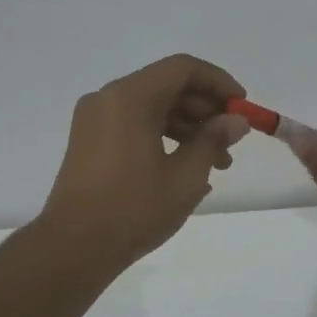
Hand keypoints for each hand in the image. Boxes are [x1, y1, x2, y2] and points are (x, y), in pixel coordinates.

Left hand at [38, 54, 248, 274]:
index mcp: (130, 97)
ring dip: (187, 128)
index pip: (183, 69)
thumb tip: (235, 121)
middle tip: (232, 142)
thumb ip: (213, 140)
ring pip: (151, 108)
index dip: (218, 82)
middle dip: (204, 110)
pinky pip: (133, 125)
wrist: (74, 247)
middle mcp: (108, 99)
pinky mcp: (89, 142)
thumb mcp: (185, 177)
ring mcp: (94, 120)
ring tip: (217, 164)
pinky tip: (186, 170)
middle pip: (166, 86)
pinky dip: (163, 138)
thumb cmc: (133, 209)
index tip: (242, 107)